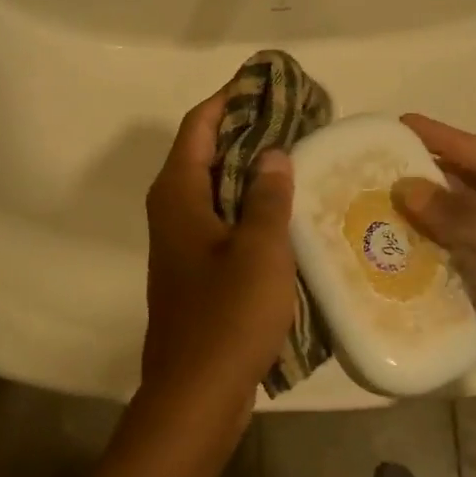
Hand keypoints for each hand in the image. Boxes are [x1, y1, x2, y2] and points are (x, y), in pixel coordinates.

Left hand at [138, 90, 297, 420]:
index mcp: (178, 194)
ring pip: (219, 189)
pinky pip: (225, 221)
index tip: (270, 82)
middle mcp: (173, 210)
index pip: (200, 125)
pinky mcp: (198, 270)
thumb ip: (268, 196)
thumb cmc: (227, 315)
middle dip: (249, 131)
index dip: (232, 99)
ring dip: (254, 170)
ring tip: (302, 156)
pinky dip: (253, 207)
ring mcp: (184, 243)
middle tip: (300, 118)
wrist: (196, 394)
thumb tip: (275, 154)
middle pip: (208, 153)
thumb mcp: (259, 250)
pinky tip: (290, 212)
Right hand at [392, 114, 475, 448]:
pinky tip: (389, 246)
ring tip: (373, 199)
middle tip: (378, 162)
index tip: (401, 124)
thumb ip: (463, 221)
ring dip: (420, 213)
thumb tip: (406, 186)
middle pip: (471, 188)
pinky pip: (450, 258)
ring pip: (457, 224)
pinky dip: (423, 250)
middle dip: (428, 174)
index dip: (447, 139)